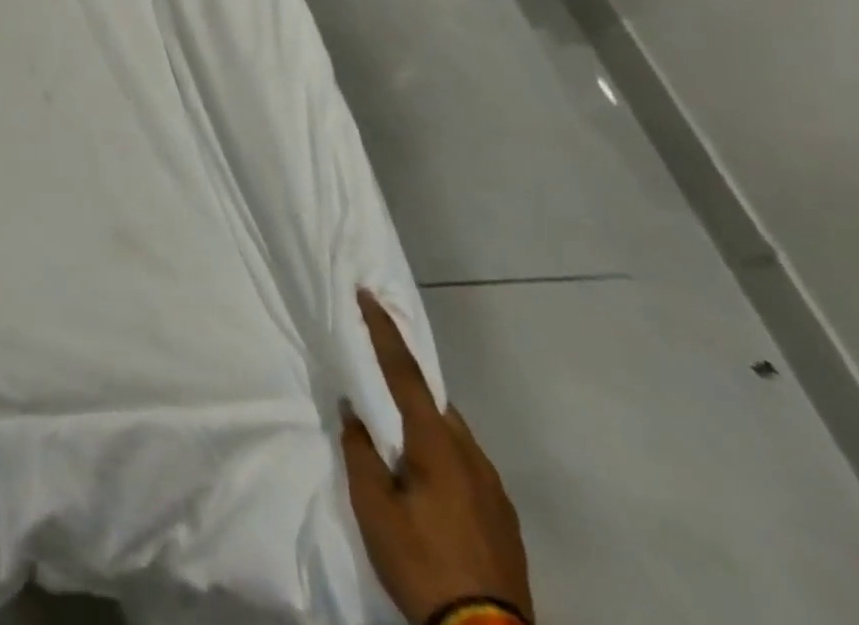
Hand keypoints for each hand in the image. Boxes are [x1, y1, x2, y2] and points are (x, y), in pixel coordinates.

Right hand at [341, 291, 533, 624]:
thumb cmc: (421, 563)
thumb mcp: (374, 507)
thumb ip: (360, 451)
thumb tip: (353, 411)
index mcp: (438, 446)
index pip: (404, 373)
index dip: (384, 331)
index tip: (369, 296)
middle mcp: (472, 457)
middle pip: (434, 403)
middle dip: (405, 385)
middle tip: (377, 384)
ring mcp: (495, 490)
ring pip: (453, 436)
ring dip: (424, 425)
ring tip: (398, 443)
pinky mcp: (505, 520)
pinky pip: (467, 466)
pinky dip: (443, 456)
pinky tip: (428, 485)